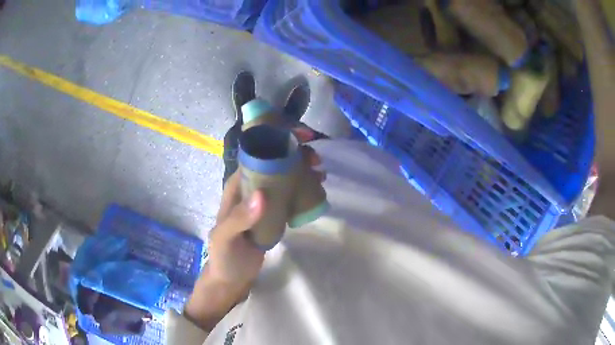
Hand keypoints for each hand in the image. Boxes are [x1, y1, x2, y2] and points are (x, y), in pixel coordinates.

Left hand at [184, 127, 324, 331]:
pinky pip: (290, 193)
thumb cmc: (225, 256)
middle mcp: (251, 187)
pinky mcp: (273, 213)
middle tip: (317, 160)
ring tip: (321, 173)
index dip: (278, 140)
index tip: (301, 138)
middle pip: (275, 161)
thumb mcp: (227, 238)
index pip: (257, 153)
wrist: (232, 277)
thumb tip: (263, 196)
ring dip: (302, 169)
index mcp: (237, 185)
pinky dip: (303, 187)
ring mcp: (263, 200)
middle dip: (296, 154)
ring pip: (284, 176)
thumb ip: (240, 218)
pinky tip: (317, 189)